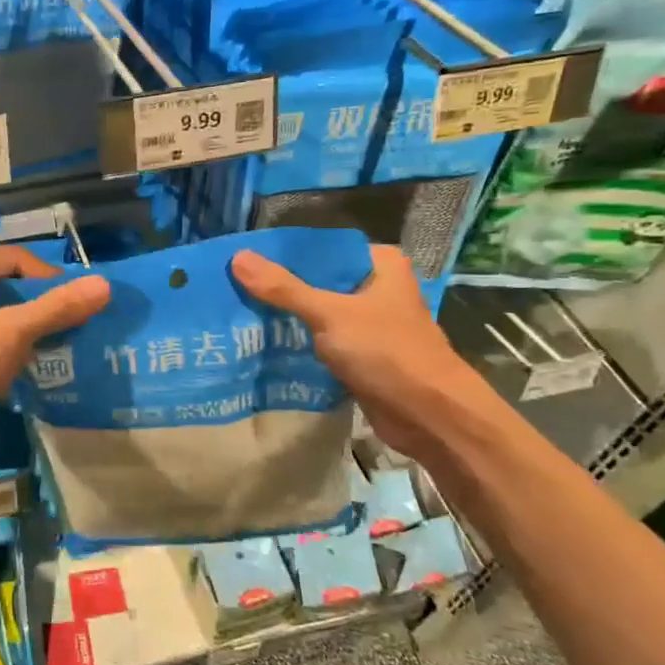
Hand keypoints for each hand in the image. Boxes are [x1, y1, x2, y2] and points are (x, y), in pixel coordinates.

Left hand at [0, 246, 110, 459]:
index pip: (17, 258)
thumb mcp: (12, 333)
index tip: (77, 307)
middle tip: (70, 329)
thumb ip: (57, 308)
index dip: (51, 280)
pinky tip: (22, 367)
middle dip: (39, 307)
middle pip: (7, 284)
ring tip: (53, 350)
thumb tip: (104, 285)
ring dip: (24, 329)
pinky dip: (4, 345)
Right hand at [231, 244, 488, 458]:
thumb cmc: (387, 353)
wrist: (430, 417)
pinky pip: (323, 341)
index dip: (284, 254)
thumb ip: (283, 288)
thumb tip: (238, 257)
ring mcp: (371, 324)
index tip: (243, 259)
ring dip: (287, 317)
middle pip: (317, 280)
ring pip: (318, 312)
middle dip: (280, 288)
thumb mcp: (330, 314)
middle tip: (233, 287)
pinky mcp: (363, 355)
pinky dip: (299, 343)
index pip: (322, 248)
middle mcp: (377, 288)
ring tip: (239, 313)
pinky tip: (264, 343)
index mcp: (380, 265)